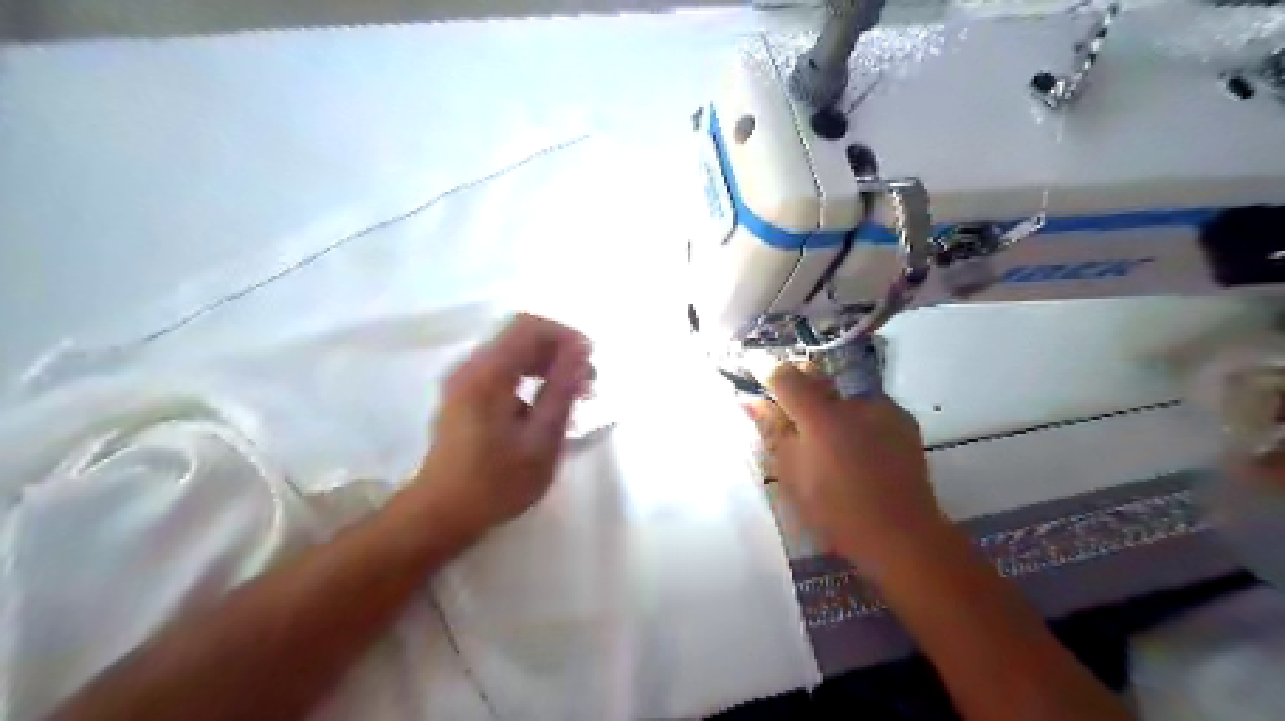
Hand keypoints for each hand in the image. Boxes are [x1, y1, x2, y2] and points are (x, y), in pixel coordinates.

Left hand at [411, 311, 592, 540]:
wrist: (441, 515)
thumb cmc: (495, 483)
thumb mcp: (540, 440)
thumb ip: (561, 391)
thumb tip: (581, 351)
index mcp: (488, 374)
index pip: (530, 327)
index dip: (566, 336)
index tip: (591, 363)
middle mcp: (471, 367)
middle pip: (522, 336)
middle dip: (560, 352)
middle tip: (589, 384)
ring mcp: (464, 381)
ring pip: (514, 353)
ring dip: (548, 366)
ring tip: (576, 396)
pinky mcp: (464, 396)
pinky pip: (503, 371)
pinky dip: (531, 379)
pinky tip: (548, 410)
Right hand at [749, 362, 946, 576]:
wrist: (902, 534)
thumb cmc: (836, 511)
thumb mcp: (792, 475)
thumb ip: (772, 431)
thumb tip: (751, 401)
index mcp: (820, 416)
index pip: (785, 375)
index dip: (765, 370)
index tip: (753, 371)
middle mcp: (852, 401)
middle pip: (816, 375)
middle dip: (797, 386)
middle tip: (788, 411)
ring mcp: (882, 407)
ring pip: (842, 394)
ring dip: (829, 406)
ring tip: (829, 440)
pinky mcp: (903, 420)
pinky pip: (868, 408)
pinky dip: (856, 419)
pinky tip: (858, 447)